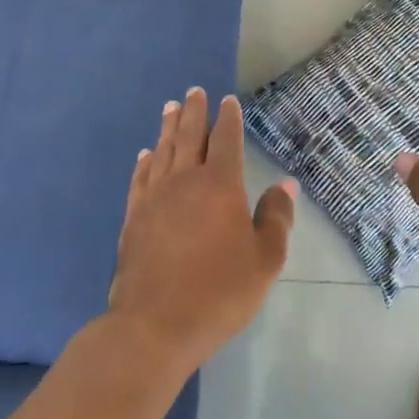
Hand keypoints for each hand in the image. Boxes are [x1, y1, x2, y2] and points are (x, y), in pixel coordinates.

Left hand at [107, 88, 295, 375]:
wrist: (154, 326)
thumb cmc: (219, 292)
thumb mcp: (264, 261)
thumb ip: (276, 218)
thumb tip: (284, 185)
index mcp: (220, 185)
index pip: (225, 140)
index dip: (228, 118)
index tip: (228, 101)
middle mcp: (185, 181)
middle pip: (189, 136)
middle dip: (193, 112)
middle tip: (193, 91)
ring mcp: (154, 199)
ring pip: (162, 152)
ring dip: (167, 128)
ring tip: (170, 108)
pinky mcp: (133, 218)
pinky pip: (140, 179)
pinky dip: (144, 162)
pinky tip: (145, 155)